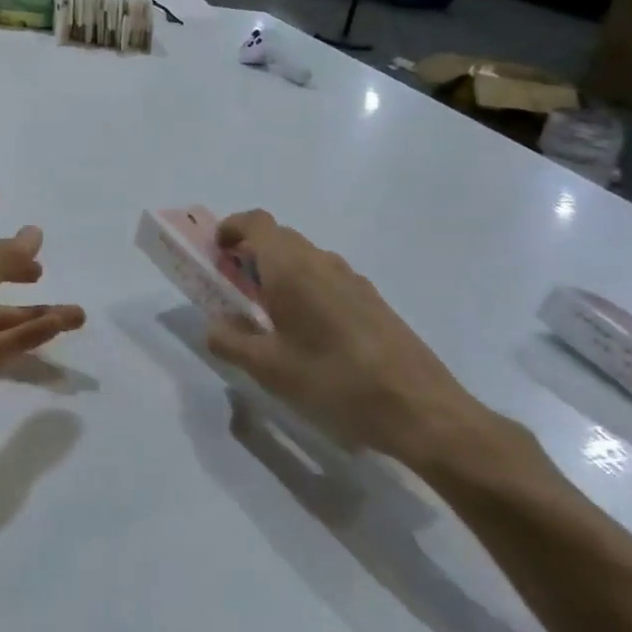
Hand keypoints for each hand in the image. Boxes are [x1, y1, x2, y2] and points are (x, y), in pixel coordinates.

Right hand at [203, 209, 494, 470]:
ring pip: (305, 259)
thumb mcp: (269, 369)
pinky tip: (308, 335)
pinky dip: (306, 290)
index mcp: (291, 267)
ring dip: (280, 273)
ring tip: (268, 317)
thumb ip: (231, 342)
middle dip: (252, 254)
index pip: (256, 222)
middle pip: (279, 239)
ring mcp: (352, 279)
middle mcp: (321, 261)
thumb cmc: (333, 380)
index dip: (232, 229)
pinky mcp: (373, 301)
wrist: (419, 409)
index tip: (217, 253)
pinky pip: (327, 279)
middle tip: (234, 289)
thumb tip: (212, 327)